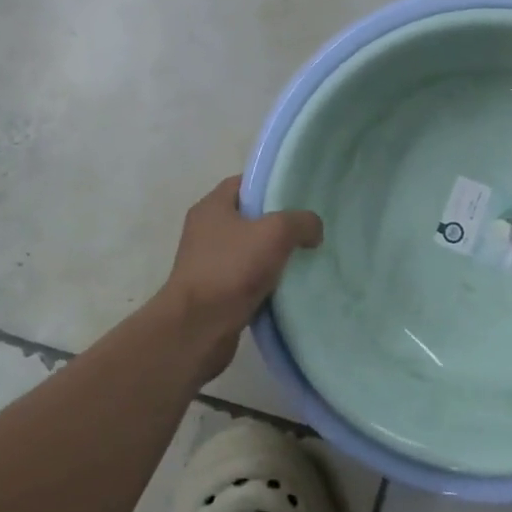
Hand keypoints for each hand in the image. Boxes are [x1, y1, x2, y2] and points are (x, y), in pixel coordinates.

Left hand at [157, 176, 322, 378]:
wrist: (198, 329)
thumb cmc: (231, 269)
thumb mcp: (275, 232)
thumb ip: (301, 221)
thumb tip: (313, 229)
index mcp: (212, 207)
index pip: (245, 183)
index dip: (272, 185)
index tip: (300, 195)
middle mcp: (205, 230)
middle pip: (249, 217)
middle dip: (279, 222)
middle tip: (308, 228)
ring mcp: (208, 262)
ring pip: (250, 249)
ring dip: (274, 255)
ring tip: (304, 257)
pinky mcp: (214, 291)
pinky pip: (247, 277)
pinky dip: (266, 280)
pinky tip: (288, 286)